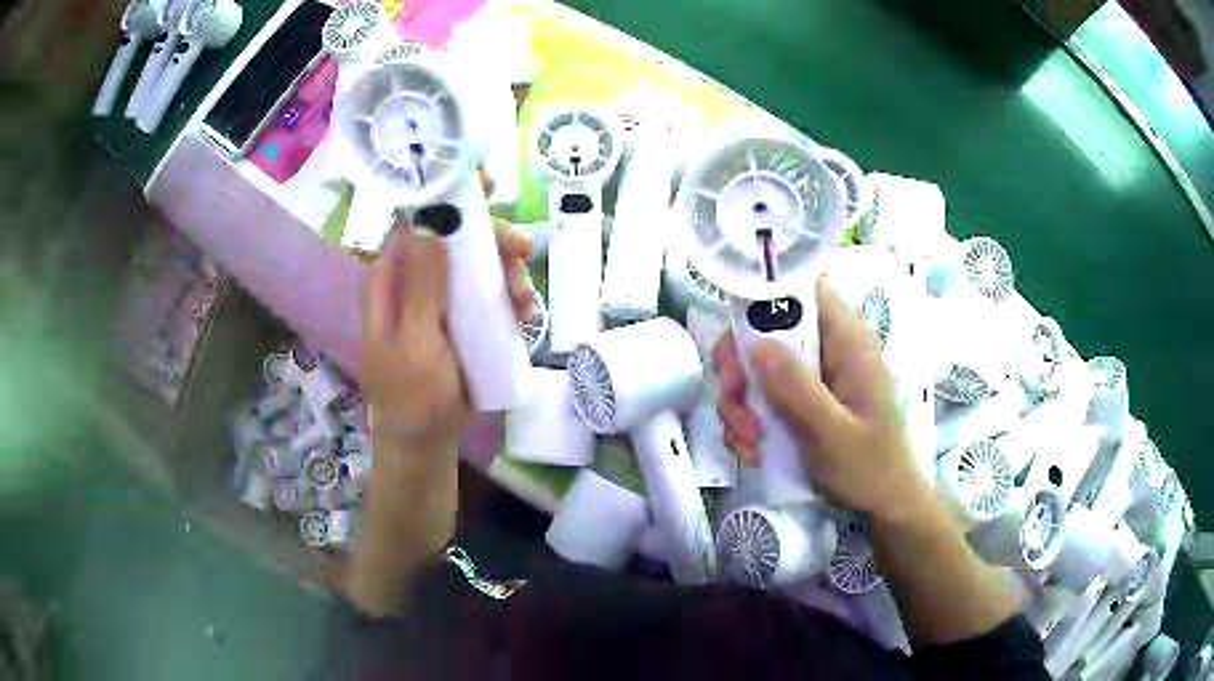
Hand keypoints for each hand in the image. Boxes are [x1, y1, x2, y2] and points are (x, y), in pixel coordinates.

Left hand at [361, 217, 533, 451]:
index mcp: (390, 278)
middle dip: (492, 239)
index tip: (486, 186)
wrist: (428, 439)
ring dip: (508, 272)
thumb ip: (421, 288)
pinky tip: (525, 318)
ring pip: (480, 262)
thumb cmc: (413, 396)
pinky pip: (492, 291)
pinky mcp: (465, 316)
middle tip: (522, 255)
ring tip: (523, 304)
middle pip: (456, 236)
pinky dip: (513, 297)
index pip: (414, 220)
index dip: (446, 197)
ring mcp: (443, 297)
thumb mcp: (415, 344)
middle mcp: (416, 279)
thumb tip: (431, 223)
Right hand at [713, 278, 927, 521]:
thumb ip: (797, 388)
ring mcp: (812, 375)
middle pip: (766, 329)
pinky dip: (747, 422)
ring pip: (756, 367)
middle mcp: (827, 348)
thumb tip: (754, 344)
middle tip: (735, 404)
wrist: (882, 505)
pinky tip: (753, 452)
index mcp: (847, 341)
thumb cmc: (869, 468)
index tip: (737, 336)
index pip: (804, 289)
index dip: (765, 297)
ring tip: (749, 442)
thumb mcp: (832, 432)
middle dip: (740, 368)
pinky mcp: (800, 400)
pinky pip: (760, 397)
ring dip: (740, 404)